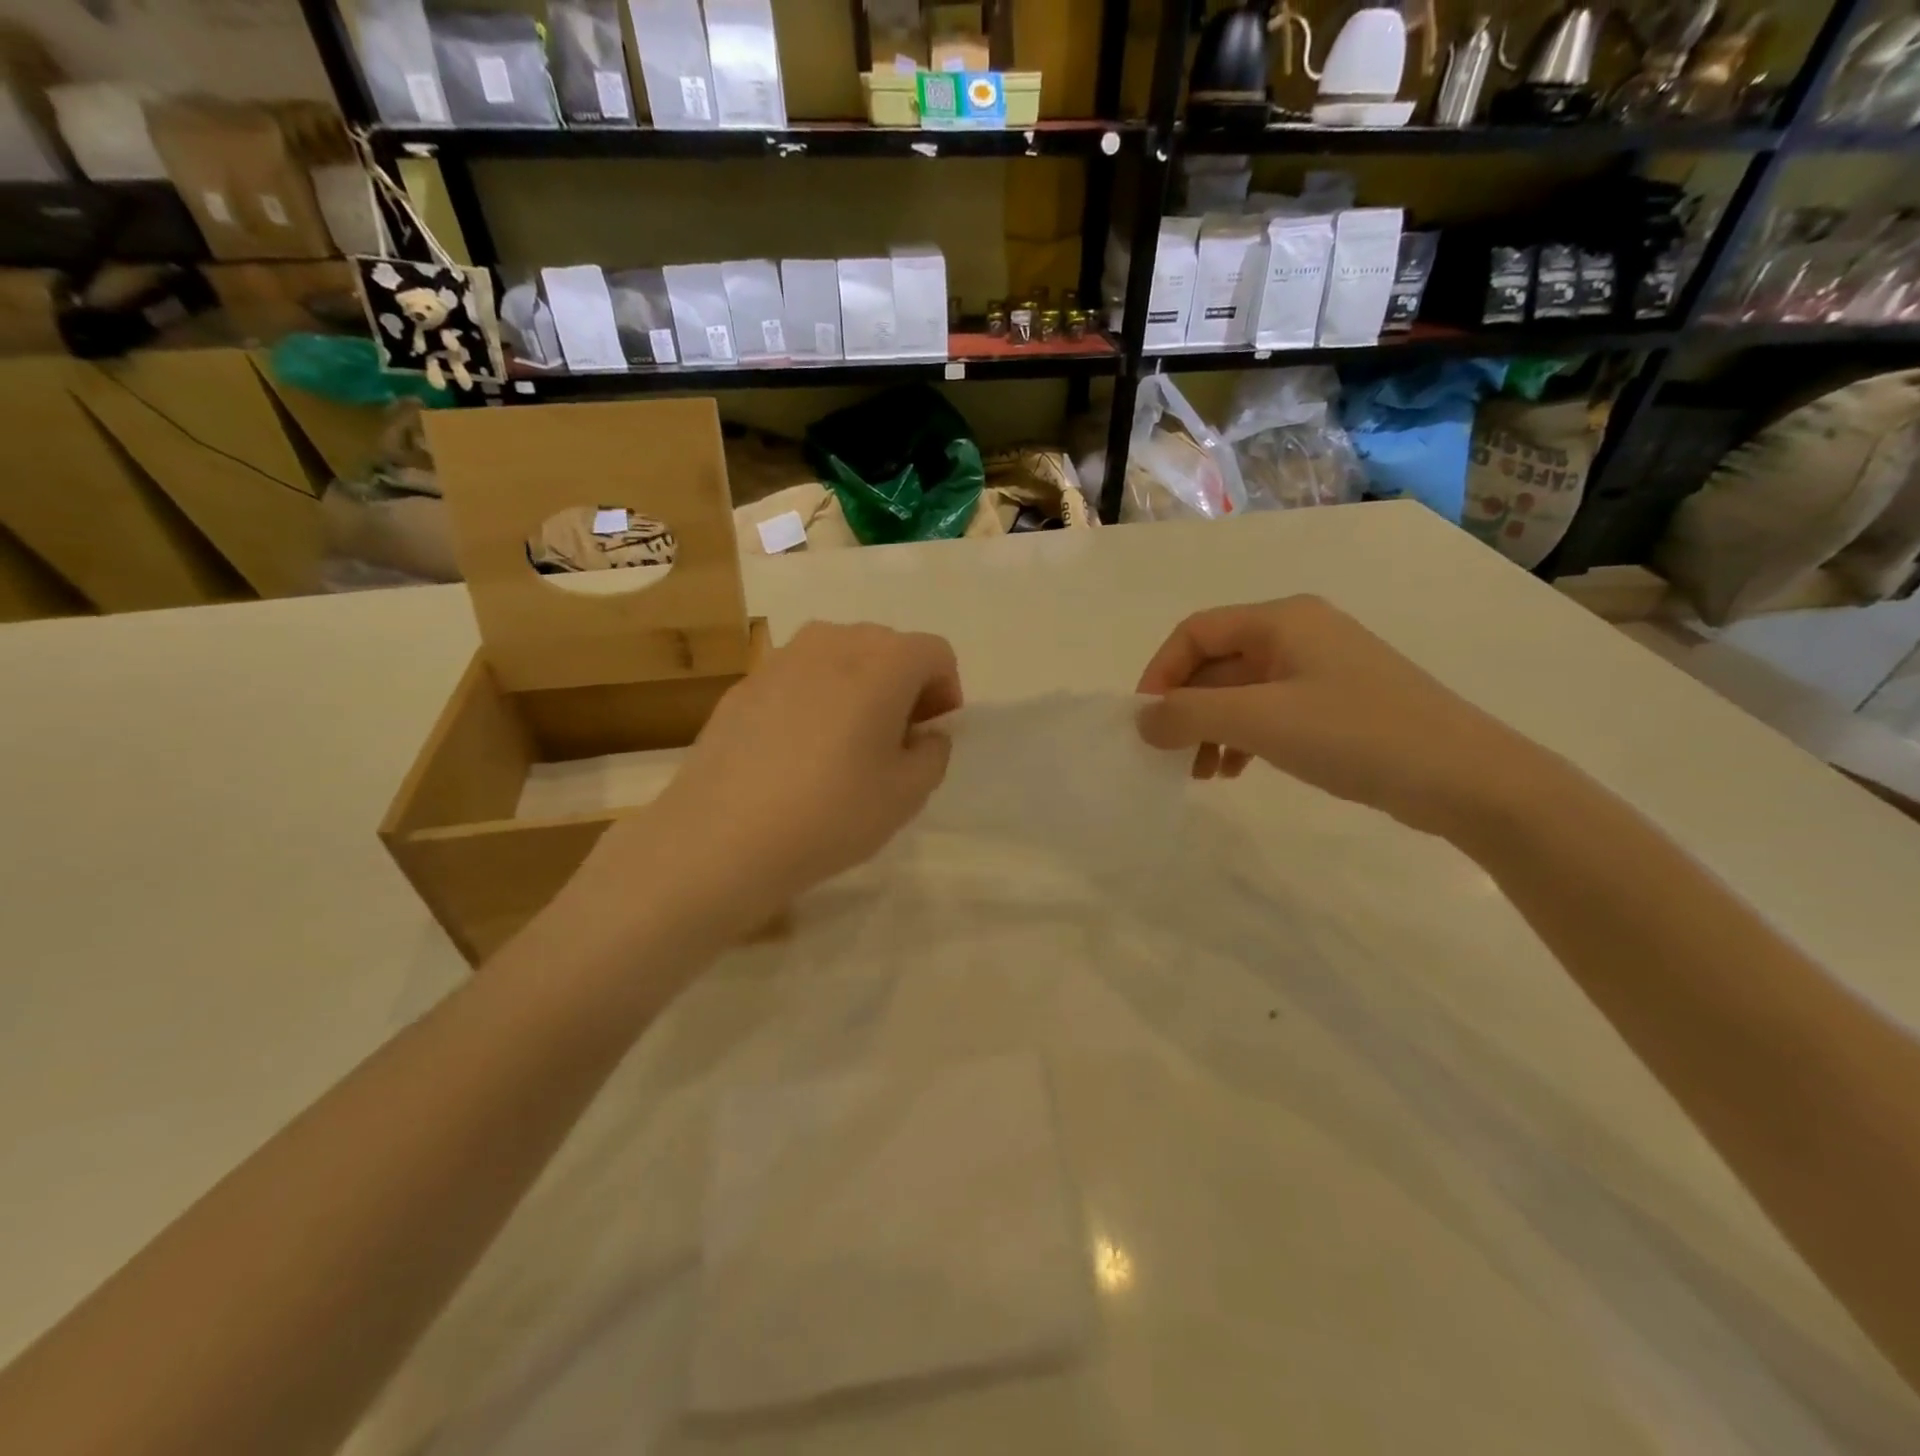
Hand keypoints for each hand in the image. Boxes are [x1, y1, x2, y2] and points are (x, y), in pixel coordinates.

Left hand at [582, 622, 961, 926]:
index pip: (935, 652)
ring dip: (858, 687)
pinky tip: (798, 752)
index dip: (945, 690)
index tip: (930, 733)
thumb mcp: (908, 794)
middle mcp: (834, 642)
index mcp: (884, 662)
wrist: (722, 837)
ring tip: (846, 742)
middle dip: (903, 685)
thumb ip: (933, 753)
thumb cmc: (831, 813)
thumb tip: (923, 734)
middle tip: (895, 740)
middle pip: (888, 646)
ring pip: (840, 656)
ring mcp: (782, 659)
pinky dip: (815, 699)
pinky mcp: (745, 684)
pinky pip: (799, 677)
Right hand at [1136, 595, 1544, 838]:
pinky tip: (1237, 771)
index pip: (1195, 632)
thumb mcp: (1260, 720)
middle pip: (1217, 663)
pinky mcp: (1337, 704)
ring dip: (1211, 729)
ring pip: (1241, 692)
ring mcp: (1321, 669)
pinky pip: (1270, 712)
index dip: (1160, 673)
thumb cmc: (1355, 734)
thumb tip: (1141, 721)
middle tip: (1170, 756)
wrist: (1466, 778)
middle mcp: (1299, 633)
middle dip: (1187, 710)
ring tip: (1203, 774)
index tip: (1145, 722)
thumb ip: (1189, 715)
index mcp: (1281, 620)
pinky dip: (1244, 738)